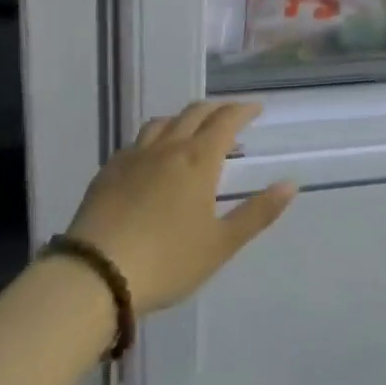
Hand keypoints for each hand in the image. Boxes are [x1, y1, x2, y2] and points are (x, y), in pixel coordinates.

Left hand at [66, 101, 296, 315]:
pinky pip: (137, 142)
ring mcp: (133, 157)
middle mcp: (167, 148)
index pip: (226, 121)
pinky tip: (153, 158)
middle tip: (231, 116)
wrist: (95, 276)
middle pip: (194, 113)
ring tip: (192, 132)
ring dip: (184, 119)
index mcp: (199, 160)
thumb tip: (290, 184)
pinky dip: (155, 138)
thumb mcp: (221, 243)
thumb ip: (258, 212)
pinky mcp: (108, 172)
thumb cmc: (167, 261)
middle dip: (217, 110)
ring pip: (162, 123)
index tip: (257, 109)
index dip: (243, 110)